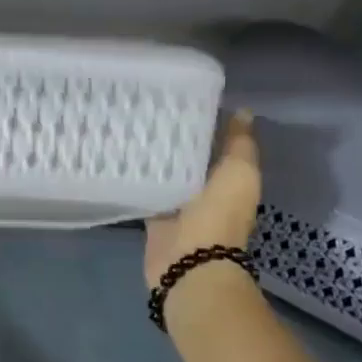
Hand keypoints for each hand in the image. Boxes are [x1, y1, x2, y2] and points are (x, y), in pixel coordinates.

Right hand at [143, 109, 260, 289]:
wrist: (191, 262)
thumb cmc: (219, 215)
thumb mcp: (239, 172)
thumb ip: (239, 143)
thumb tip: (243, 111)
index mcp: (229, 178)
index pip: (215, 143)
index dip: (203, 122)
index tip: (181, 98)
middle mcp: (204, 190)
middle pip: (187, 157)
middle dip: (172, 138)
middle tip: (147, 107)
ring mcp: (177, 205)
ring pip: (164, 173)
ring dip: (152, 157)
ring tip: (129, 126)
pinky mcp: (153, 216)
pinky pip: (144, 190)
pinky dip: (136, 178)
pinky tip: (119, 157)